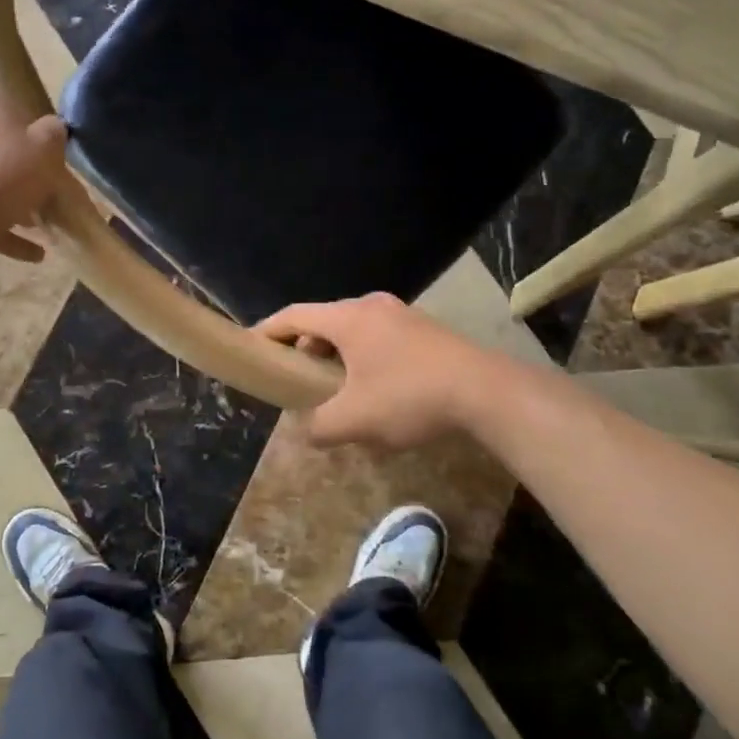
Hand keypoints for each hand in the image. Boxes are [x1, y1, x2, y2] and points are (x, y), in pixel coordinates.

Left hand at [0, 84, 67, 261]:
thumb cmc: (5, 171)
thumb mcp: (45, 147)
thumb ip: (53, 133)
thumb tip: (53, 129)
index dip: (21, 118)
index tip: (40, 140)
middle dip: (17, 166)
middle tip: (44, 184)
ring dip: (10, 202)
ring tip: (41, 224)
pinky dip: (3, 231)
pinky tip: (33, 253)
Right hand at [257, 292, 502, 448]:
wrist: (487, 391)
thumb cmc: (410, 397)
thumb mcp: (356, 420)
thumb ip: (320, 427)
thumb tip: (305, 432)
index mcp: (348, 318)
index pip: (295, 315)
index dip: (269, 329)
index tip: (251, 345)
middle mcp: (372, 306)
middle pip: (324, 321)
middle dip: (305, 347)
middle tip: (295, 377)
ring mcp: (402, 315)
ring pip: (354, 330)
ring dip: (336, 354)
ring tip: (334, 389)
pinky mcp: (424, 330)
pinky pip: (379, 337)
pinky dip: (363, 357)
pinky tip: (374, 390)